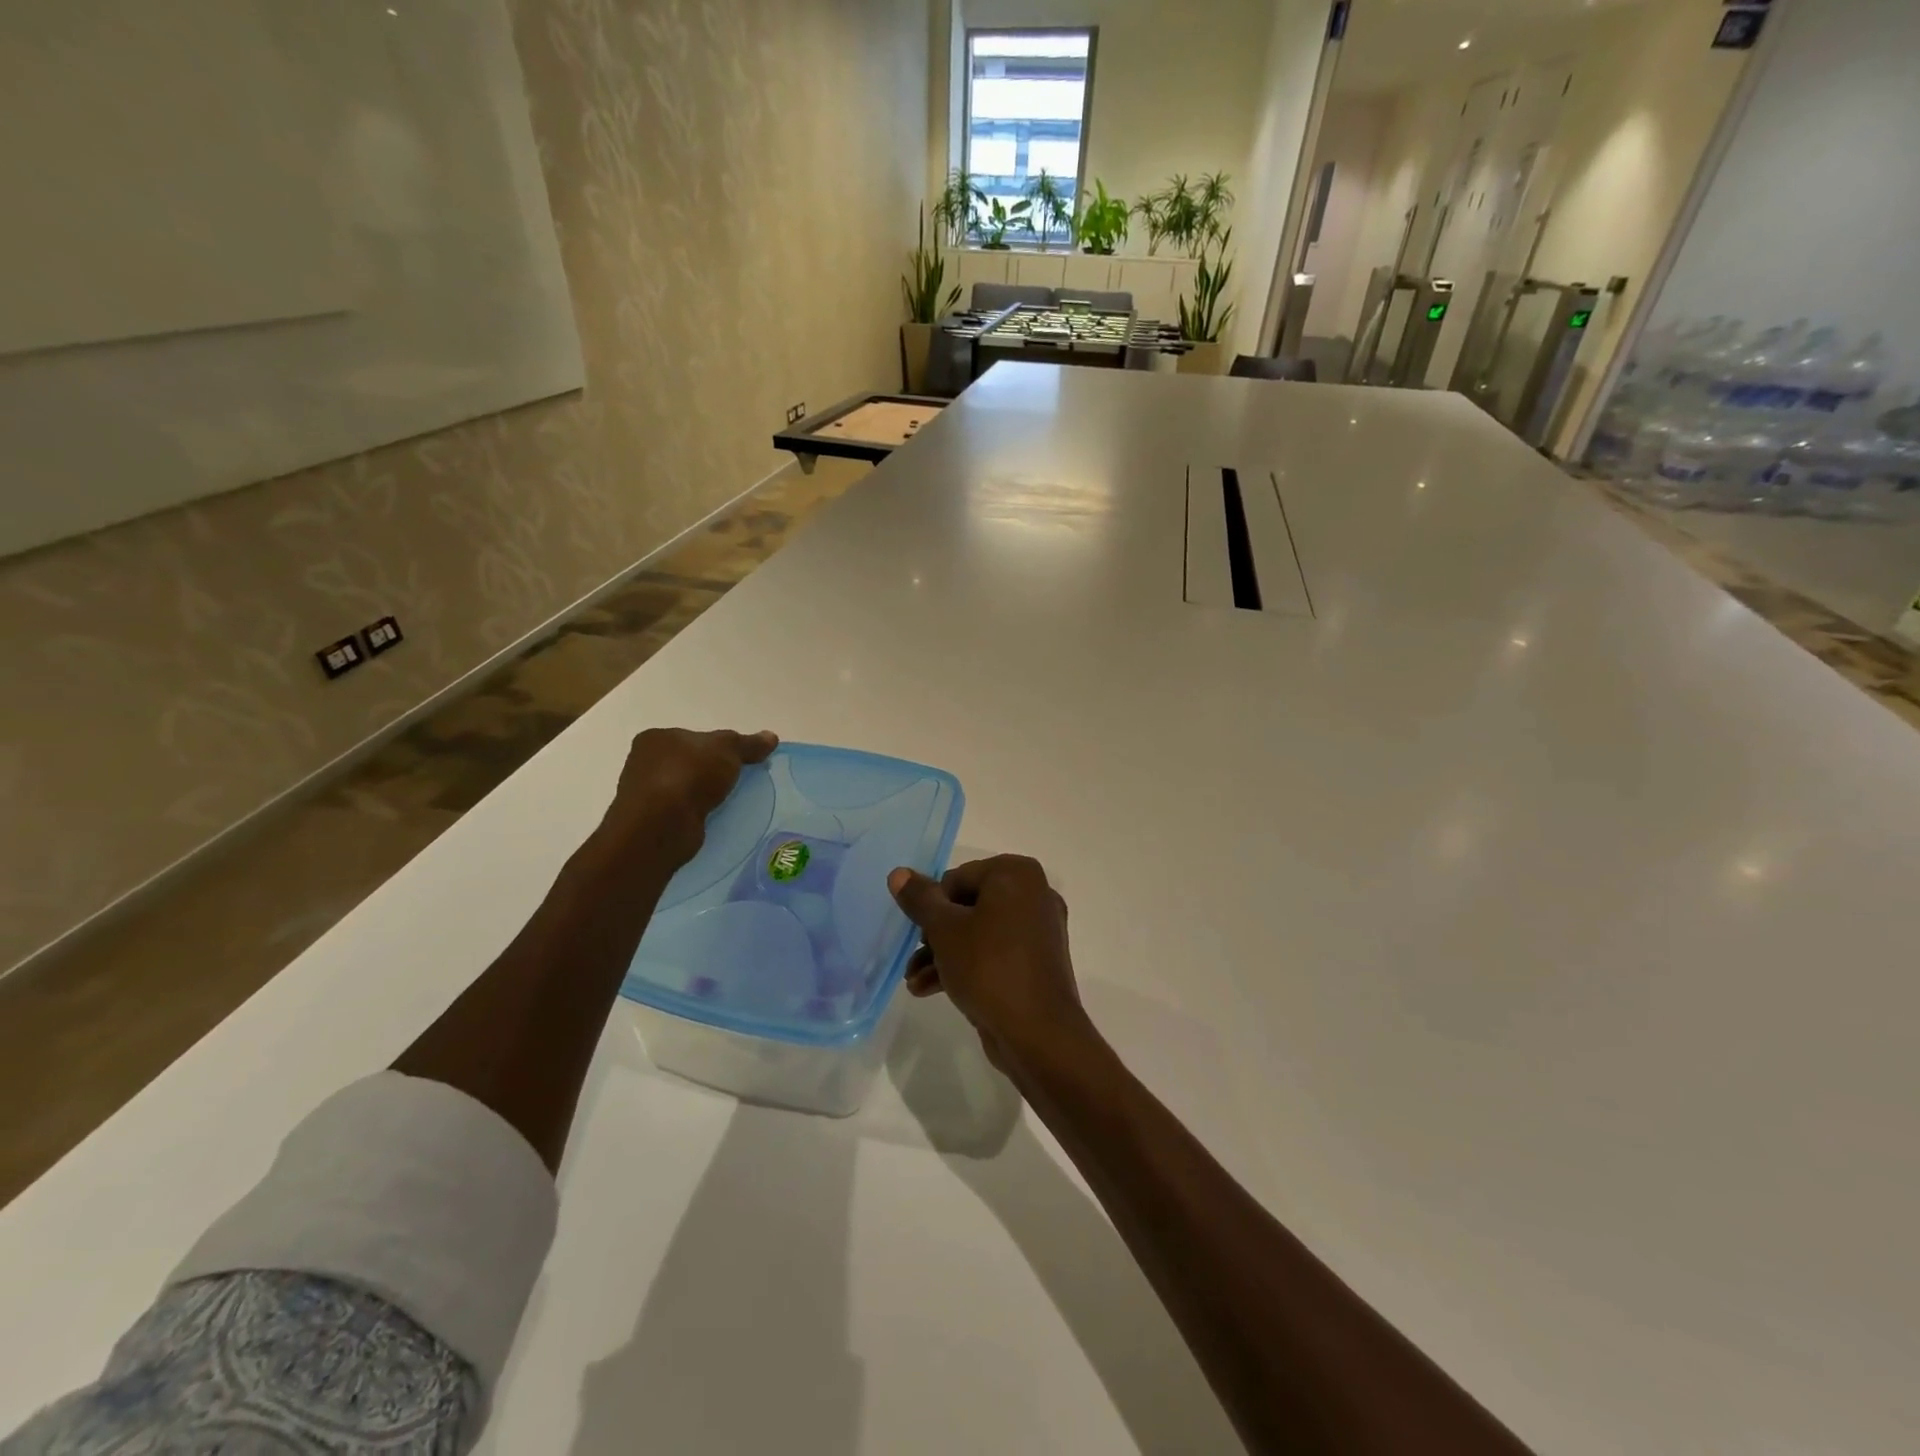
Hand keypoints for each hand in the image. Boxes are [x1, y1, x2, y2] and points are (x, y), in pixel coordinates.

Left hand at [605, 727, 777, 863]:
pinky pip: (684, 814)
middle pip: (690, 765)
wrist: (661, 825)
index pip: (693, 739)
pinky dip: (699, 816)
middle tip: (740, 783)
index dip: (718, 749)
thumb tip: (771, 737)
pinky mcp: (653, 823)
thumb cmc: (688, 775)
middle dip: (713, 774)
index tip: (739, 762)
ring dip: (706, 797)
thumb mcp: (727, 749)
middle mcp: (644, 764)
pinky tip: (717, 821)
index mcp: (655, 739)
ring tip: (733, 804)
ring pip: (687, 791)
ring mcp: (646, 796)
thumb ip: (748, 744)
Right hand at [888, 855, 1094, 1077]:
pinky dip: (966, 966)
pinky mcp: (1036, 962)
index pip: (957, 877)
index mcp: (1016, 874)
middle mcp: (1033, 894)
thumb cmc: (989, 967)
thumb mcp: (944, 930)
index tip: (917, 932)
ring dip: (943, 954)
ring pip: (978, 932)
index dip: (932, 905)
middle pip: (967, 906)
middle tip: (914, 958)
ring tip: (914, 981)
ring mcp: (1038, 930)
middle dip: (935, 934)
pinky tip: (931, 990)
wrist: (1038, 1033)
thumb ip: (920, 899)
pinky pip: (995, 953)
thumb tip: (899, 873)